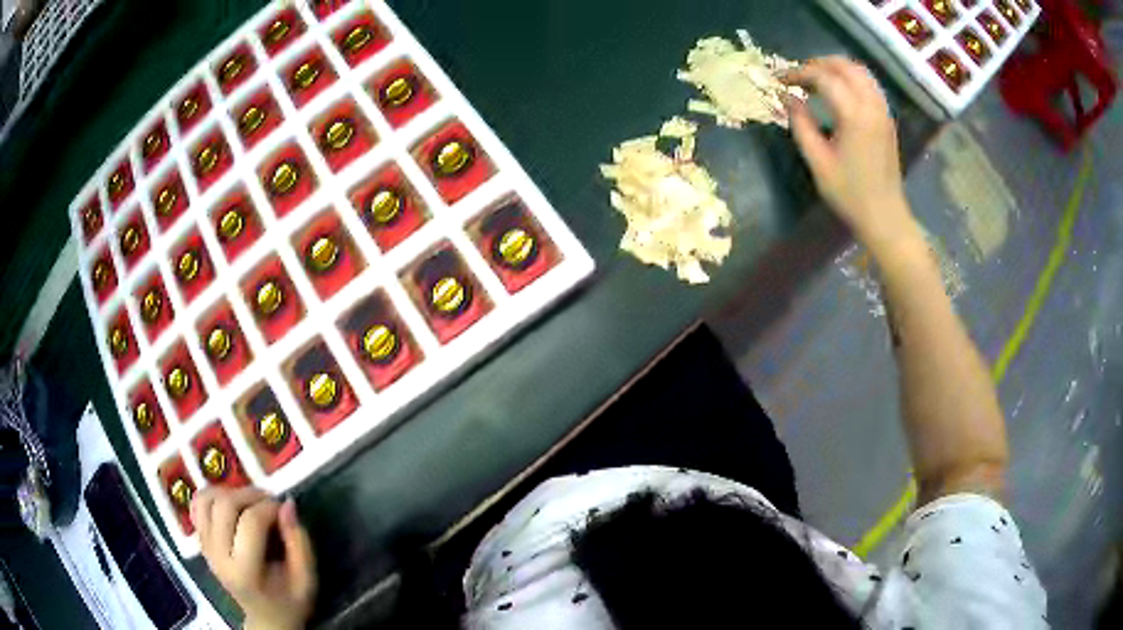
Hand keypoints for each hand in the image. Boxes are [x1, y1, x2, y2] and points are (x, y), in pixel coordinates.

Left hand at [192, 488, 316, 629]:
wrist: (266, 620)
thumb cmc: (290, 602)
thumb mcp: (306, 580)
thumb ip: (300, 543)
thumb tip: (287, 504)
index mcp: (245, 572)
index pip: (250, 522)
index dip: (269, 508)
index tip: (284, 510)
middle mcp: (219, 556)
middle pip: (224, 505)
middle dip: (249, 494)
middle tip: (268, 501)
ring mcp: (206, 548)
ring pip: (206, 500)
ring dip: (228, 492)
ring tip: (248, 502)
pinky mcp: (202, 542)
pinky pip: (197, 506)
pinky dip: (211, 497)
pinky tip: (230, 505)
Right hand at [783, 57, 919, 252]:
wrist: (884, 216)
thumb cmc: (850, 194)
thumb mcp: (818, 162)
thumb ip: (801, 124)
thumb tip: (787, 98)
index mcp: (854, 116)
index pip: (823, 77)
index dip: (798, 73)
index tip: (780, 80)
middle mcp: (872, 106)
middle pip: (845, 66)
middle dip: (818, 63)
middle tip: (797, 75)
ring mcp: (883, 112)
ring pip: (860, 72)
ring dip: (836, 68)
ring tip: (816, 78)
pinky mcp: (887, 119)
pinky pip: (869, 85)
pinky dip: (851, 79)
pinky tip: (838, 91)